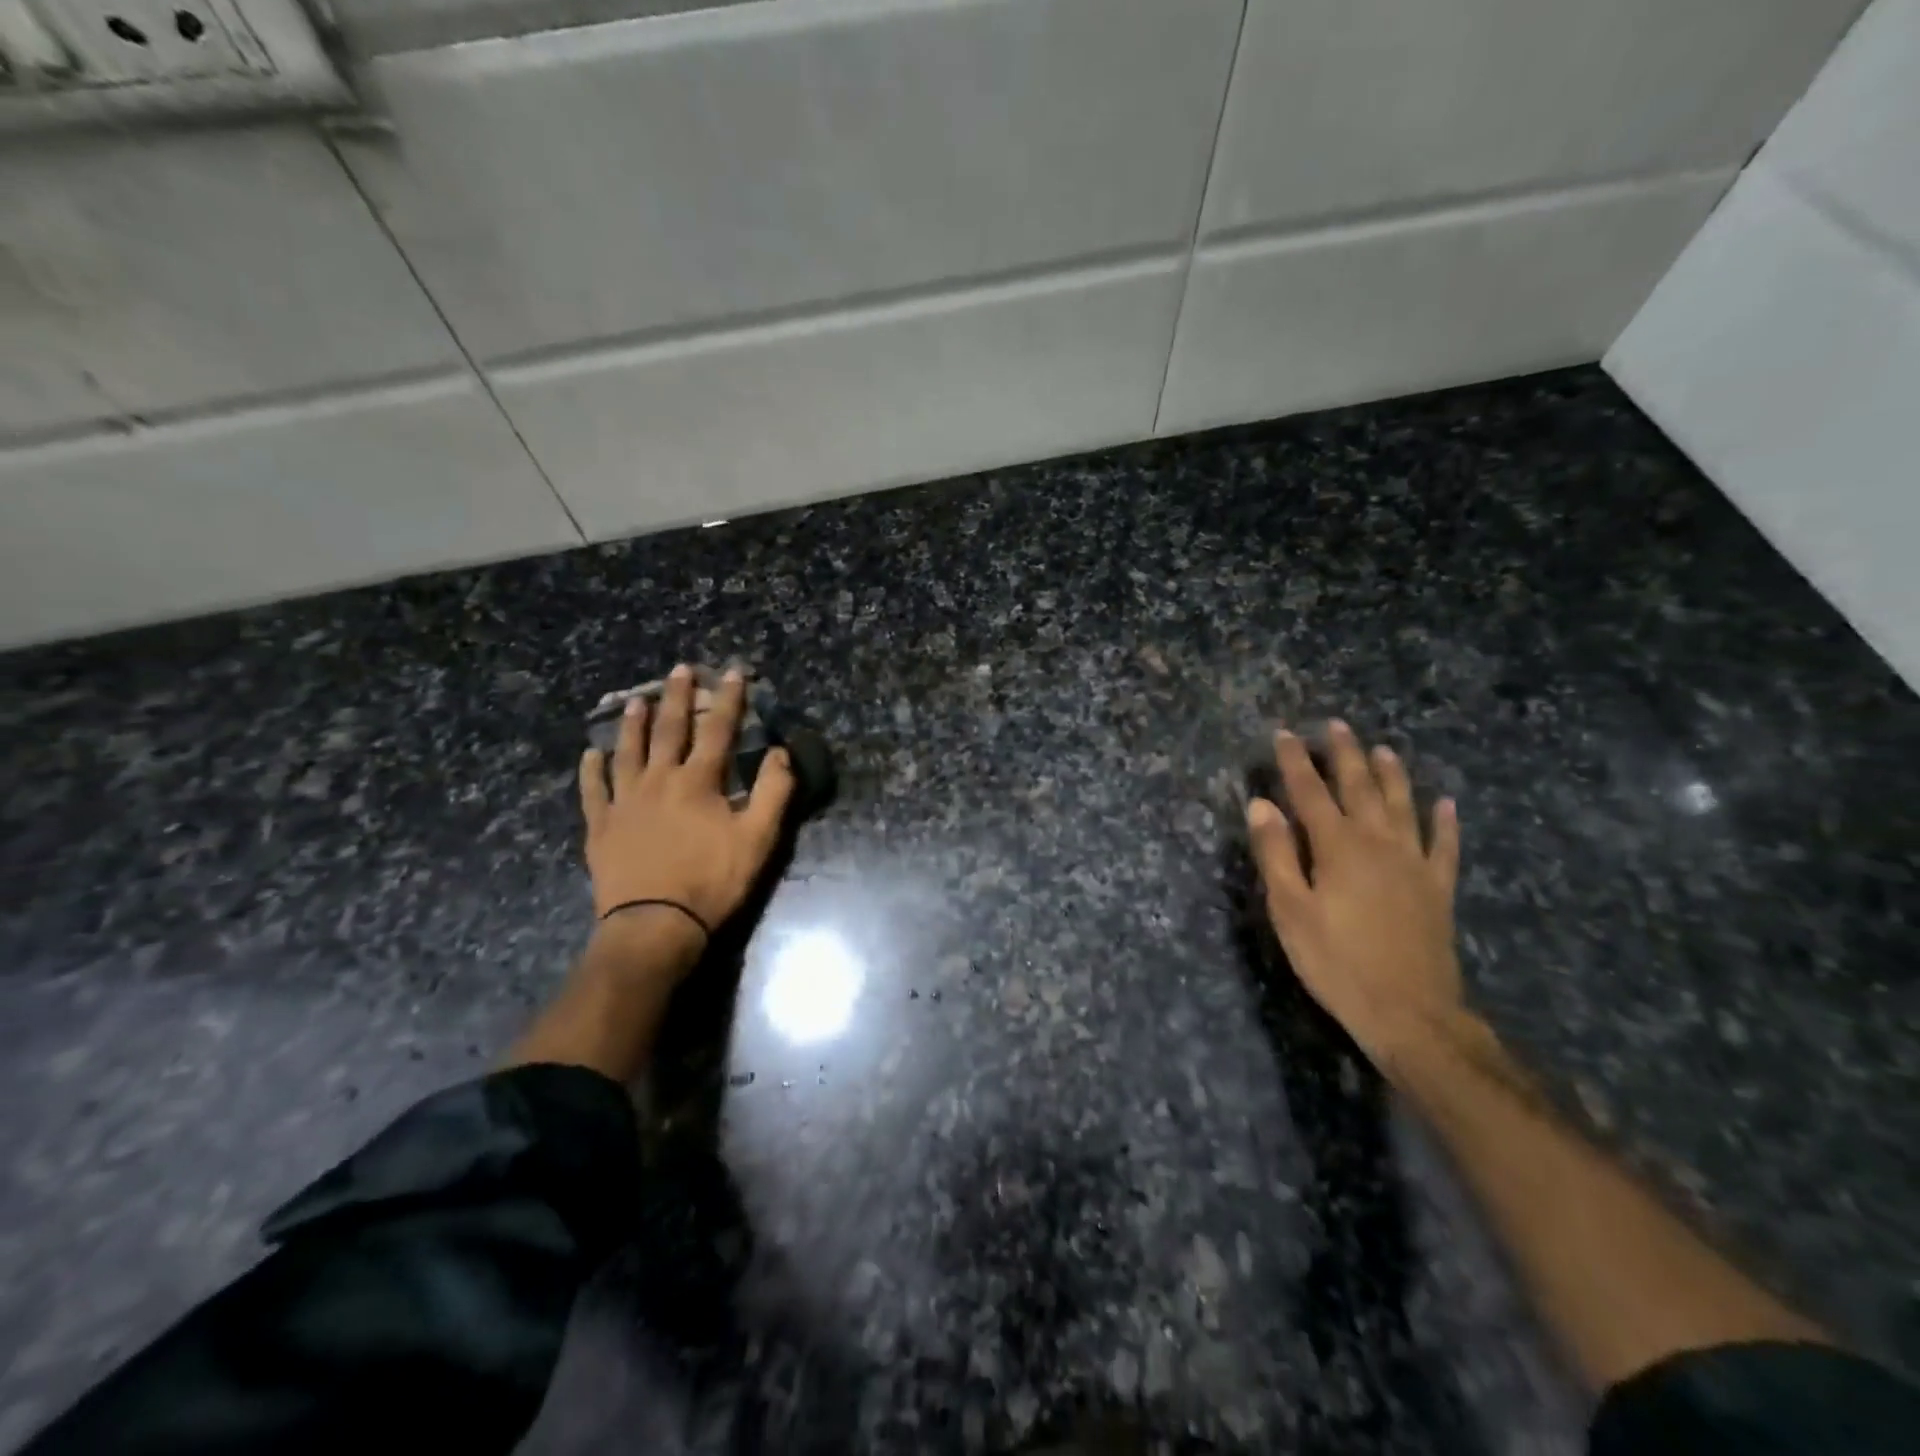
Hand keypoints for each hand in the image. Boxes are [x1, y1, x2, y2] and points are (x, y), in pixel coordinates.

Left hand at [578, 665, 794, 943]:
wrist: (655, 925)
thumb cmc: (712, 881)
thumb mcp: (759, 839)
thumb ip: (774, 792)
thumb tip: (781, 752)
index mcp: (698, 782)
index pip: (718, 730)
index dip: (729, 699)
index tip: (732, 671)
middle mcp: (658, 781)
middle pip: (669, 730)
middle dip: (678, 697)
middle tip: (679, 669)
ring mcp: (625, 803)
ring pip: (628, 752)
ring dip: (633, 724)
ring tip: (636, 700)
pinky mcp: (601, 828)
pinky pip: (593, 791)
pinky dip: (591, 771)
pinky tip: (591, 755)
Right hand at [1246, 720, 1463, 1070]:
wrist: (1410, 1012)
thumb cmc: (1336, 961)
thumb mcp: (1290, 910)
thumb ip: (1275, 854)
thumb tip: (1260, 805)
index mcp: (1337, 847)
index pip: (1310, 792)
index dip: (1295, 762)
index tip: (1284, 734)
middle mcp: (1378, 843)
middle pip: (1360, 788)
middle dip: (1346, 755)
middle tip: (1337, 726)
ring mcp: (1414, 864)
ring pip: (1403, 806)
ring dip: (1393, 775)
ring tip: (1384, 749)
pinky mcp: (1438, 888)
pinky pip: (1445, 845)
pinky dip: (1446, 822)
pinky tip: (1446, 804)